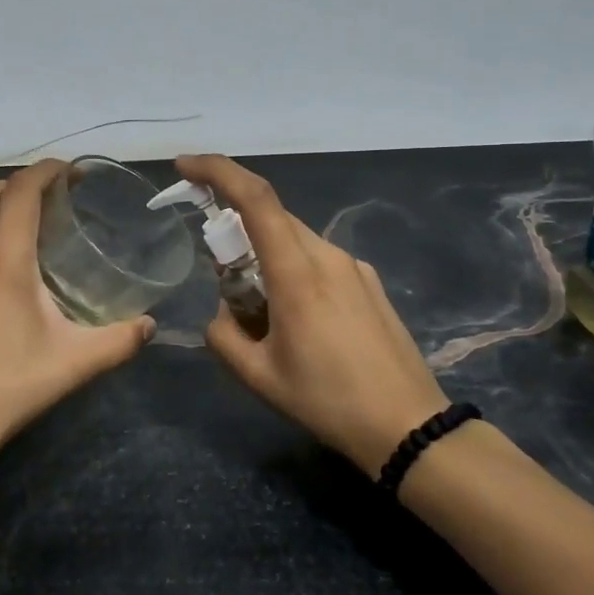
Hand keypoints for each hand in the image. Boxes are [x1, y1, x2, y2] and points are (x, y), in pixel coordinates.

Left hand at [0, 159, 155, 465]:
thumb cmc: (9, 386)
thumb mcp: (73, 364)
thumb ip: (118, 341)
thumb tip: (150, 325)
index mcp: (5, 262)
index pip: (21, 192)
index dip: (45, 171)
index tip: (69, 171)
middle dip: (18, 182)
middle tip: (48, 197)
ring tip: (23, 228)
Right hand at [176, 154, 449, 475]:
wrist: (410, 427)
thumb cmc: (329, 401)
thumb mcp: (259, 377)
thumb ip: (223, 335)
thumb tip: (222, 313)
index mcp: (297, 273)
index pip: (254, 199)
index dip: (216, 171)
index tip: (184, 167)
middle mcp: (327, 256)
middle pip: (271, 219)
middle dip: (236, 232)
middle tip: (222, 277)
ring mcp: (353, 266)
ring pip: (294, 240)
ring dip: (265, 256)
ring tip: (264, 313)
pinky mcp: (369, 281)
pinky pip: (318, 260)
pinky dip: (293, 271)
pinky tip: (301, 322)